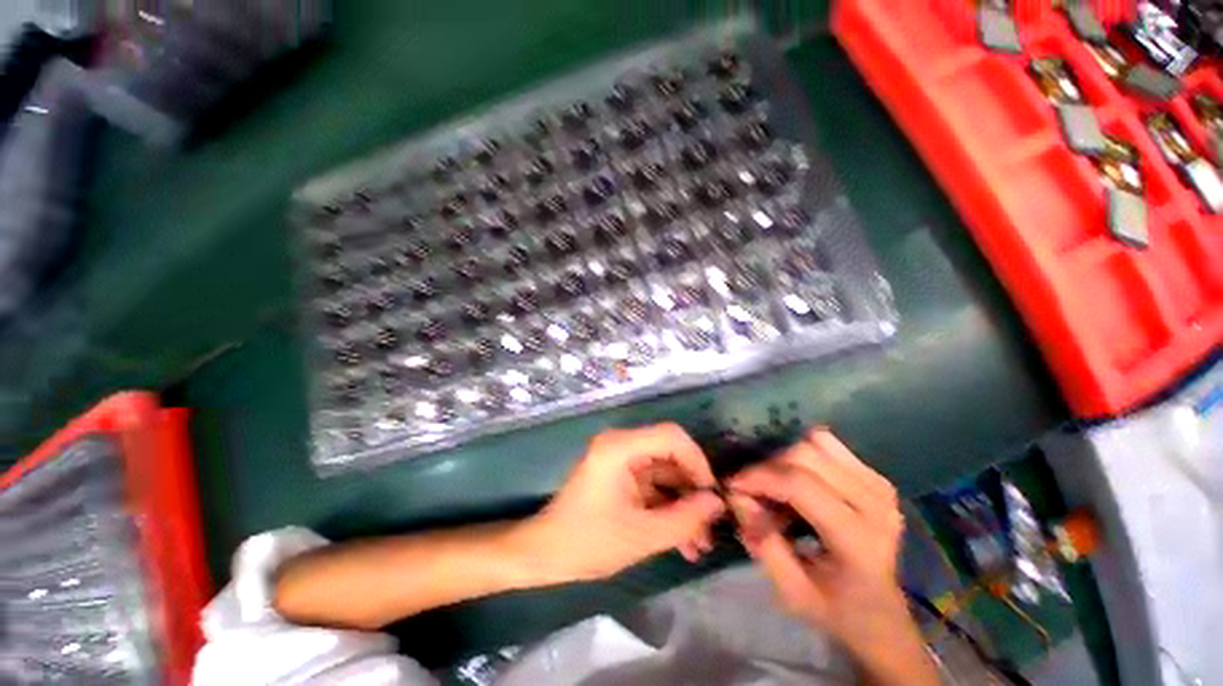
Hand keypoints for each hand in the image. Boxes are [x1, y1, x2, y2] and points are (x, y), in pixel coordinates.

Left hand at [516, 423, 725, 582]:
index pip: (671, 436)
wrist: (545, 554)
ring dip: (683, 506)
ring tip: (699, 544)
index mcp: (620, 447)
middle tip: (711, 526)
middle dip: (692, 492)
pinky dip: (667, 509)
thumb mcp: (642, 535)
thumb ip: (684, 518)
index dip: (697, 461)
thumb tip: (717, 503)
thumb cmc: (588, 541)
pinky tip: (683, 541)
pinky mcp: (621, 477)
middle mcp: (622, 445)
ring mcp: (621, 461)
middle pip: (670, 456)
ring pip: (665, 475)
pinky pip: (653, 486)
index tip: (712, 495)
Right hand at [729, 430, 936, 683]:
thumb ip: (762, 542)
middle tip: (752, 489)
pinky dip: (804, 455)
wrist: (882, 614)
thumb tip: (737, 497)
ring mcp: (879, 486)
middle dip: (768, 466)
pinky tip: (798, 479)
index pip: (800, 485)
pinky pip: (829, 445)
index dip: (759, 477)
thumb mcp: (791, 591)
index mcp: (858, 539)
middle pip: (806, 455)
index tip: (732, 485)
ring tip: (775, 484)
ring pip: (817, 442)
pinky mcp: (876, 478)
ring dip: (786, 458)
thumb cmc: (835, 609)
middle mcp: (875, 504)